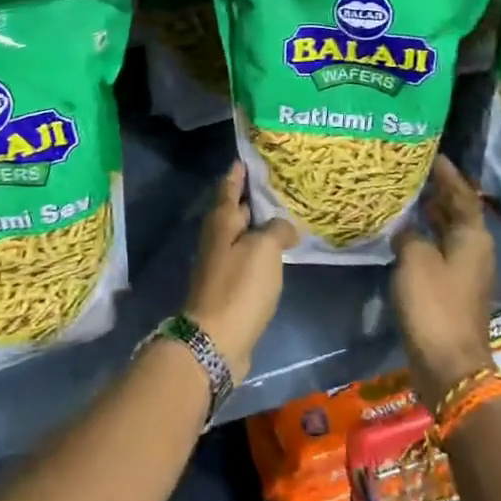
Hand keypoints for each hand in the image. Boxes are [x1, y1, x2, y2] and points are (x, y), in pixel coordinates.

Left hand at [184, 161, 295, 384]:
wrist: (216, 341)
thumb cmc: (239, 287)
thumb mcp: (264, 249)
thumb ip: (277, 230)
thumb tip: (284, 227)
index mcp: (221, 222)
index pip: (229, 188)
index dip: (238, 173)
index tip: (246, 158)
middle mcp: (217, 238)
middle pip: (234, 210)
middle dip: (250, 197)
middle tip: (276, 185)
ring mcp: (220, 264)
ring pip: (241, 235)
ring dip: (257, 226)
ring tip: (282, 216)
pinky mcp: (229, 288)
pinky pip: (246, 259)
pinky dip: (260, 251)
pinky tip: (276, 253)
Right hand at [392, 156, 496, 409]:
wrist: (449, 365)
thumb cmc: (435, 305)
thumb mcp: (415, 259)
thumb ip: (409, 234)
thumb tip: (405, 226)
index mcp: (473, 237)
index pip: (462, 194)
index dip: (447, 174)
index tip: (431, 153)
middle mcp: (474, 250)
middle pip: (457, 211)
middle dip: (437, 191)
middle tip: (412, 170)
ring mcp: (464, 272)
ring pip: (447, 232)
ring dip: (429, 214)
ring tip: (404, 195)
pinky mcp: (452, 290)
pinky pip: (438, 251)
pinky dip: (424, 237)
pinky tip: (402, 234)